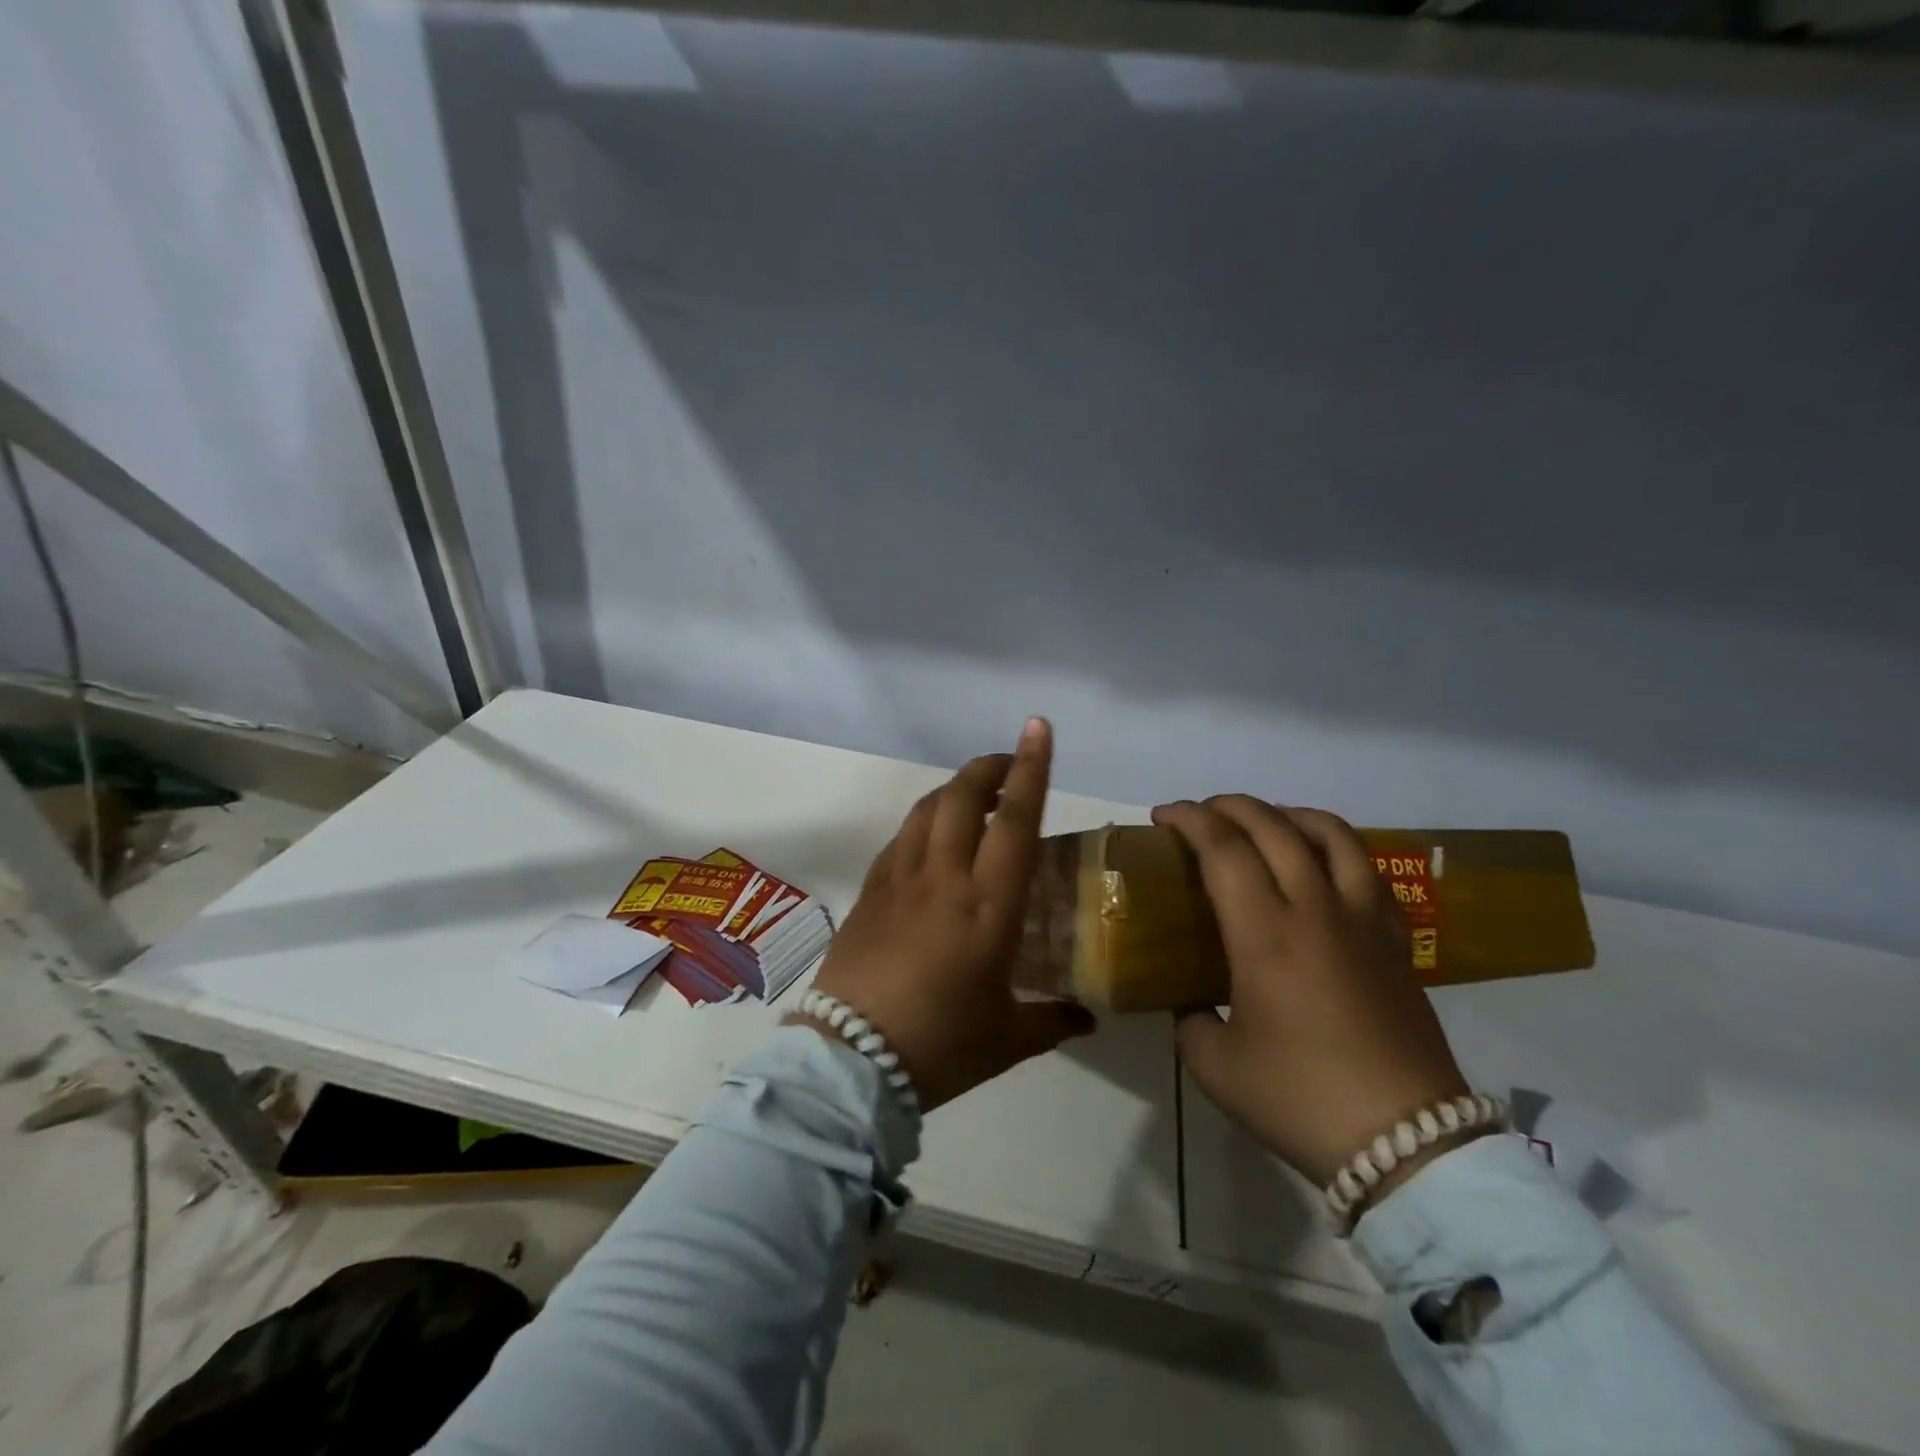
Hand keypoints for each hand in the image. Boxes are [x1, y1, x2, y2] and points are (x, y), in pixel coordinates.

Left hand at [804, 718, 1095, 1109]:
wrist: (849, 1061)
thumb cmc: (940, 1047)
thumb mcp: (1009, 1039)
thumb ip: (1053, 1020)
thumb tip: (1086, 1017)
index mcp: (988, 906)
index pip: (1014, 820)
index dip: (1030, 768)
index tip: (1037, 729)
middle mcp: (943, 878)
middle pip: (962, 796)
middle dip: (988, 767)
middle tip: (1008, 766)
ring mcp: (899, 880)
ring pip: (926, 809)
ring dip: (953, 791)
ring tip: (973, 799)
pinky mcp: (869, 891)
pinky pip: (900, 838)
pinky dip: (923, 823)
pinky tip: (931, 841)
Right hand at [1153, 796, 1470, 1194]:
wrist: (1409, 1145)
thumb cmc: (1300, 1099)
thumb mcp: (1215, 1065)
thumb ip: (1190, 1020)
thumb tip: (1191, 1000)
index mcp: (1266, 935)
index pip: (1224, 848)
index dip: (1190, 819)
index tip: (1163, 817)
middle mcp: (1316, 910)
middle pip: (1275, 826)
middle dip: (1230, 806)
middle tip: (1201, 815)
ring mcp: (1364, 921)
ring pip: (1333, 834)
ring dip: (1289, 814)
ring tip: (1265, 822)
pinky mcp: (1396, 940)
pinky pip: (1368, 869)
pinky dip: (1336, 846)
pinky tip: (1321, 864)